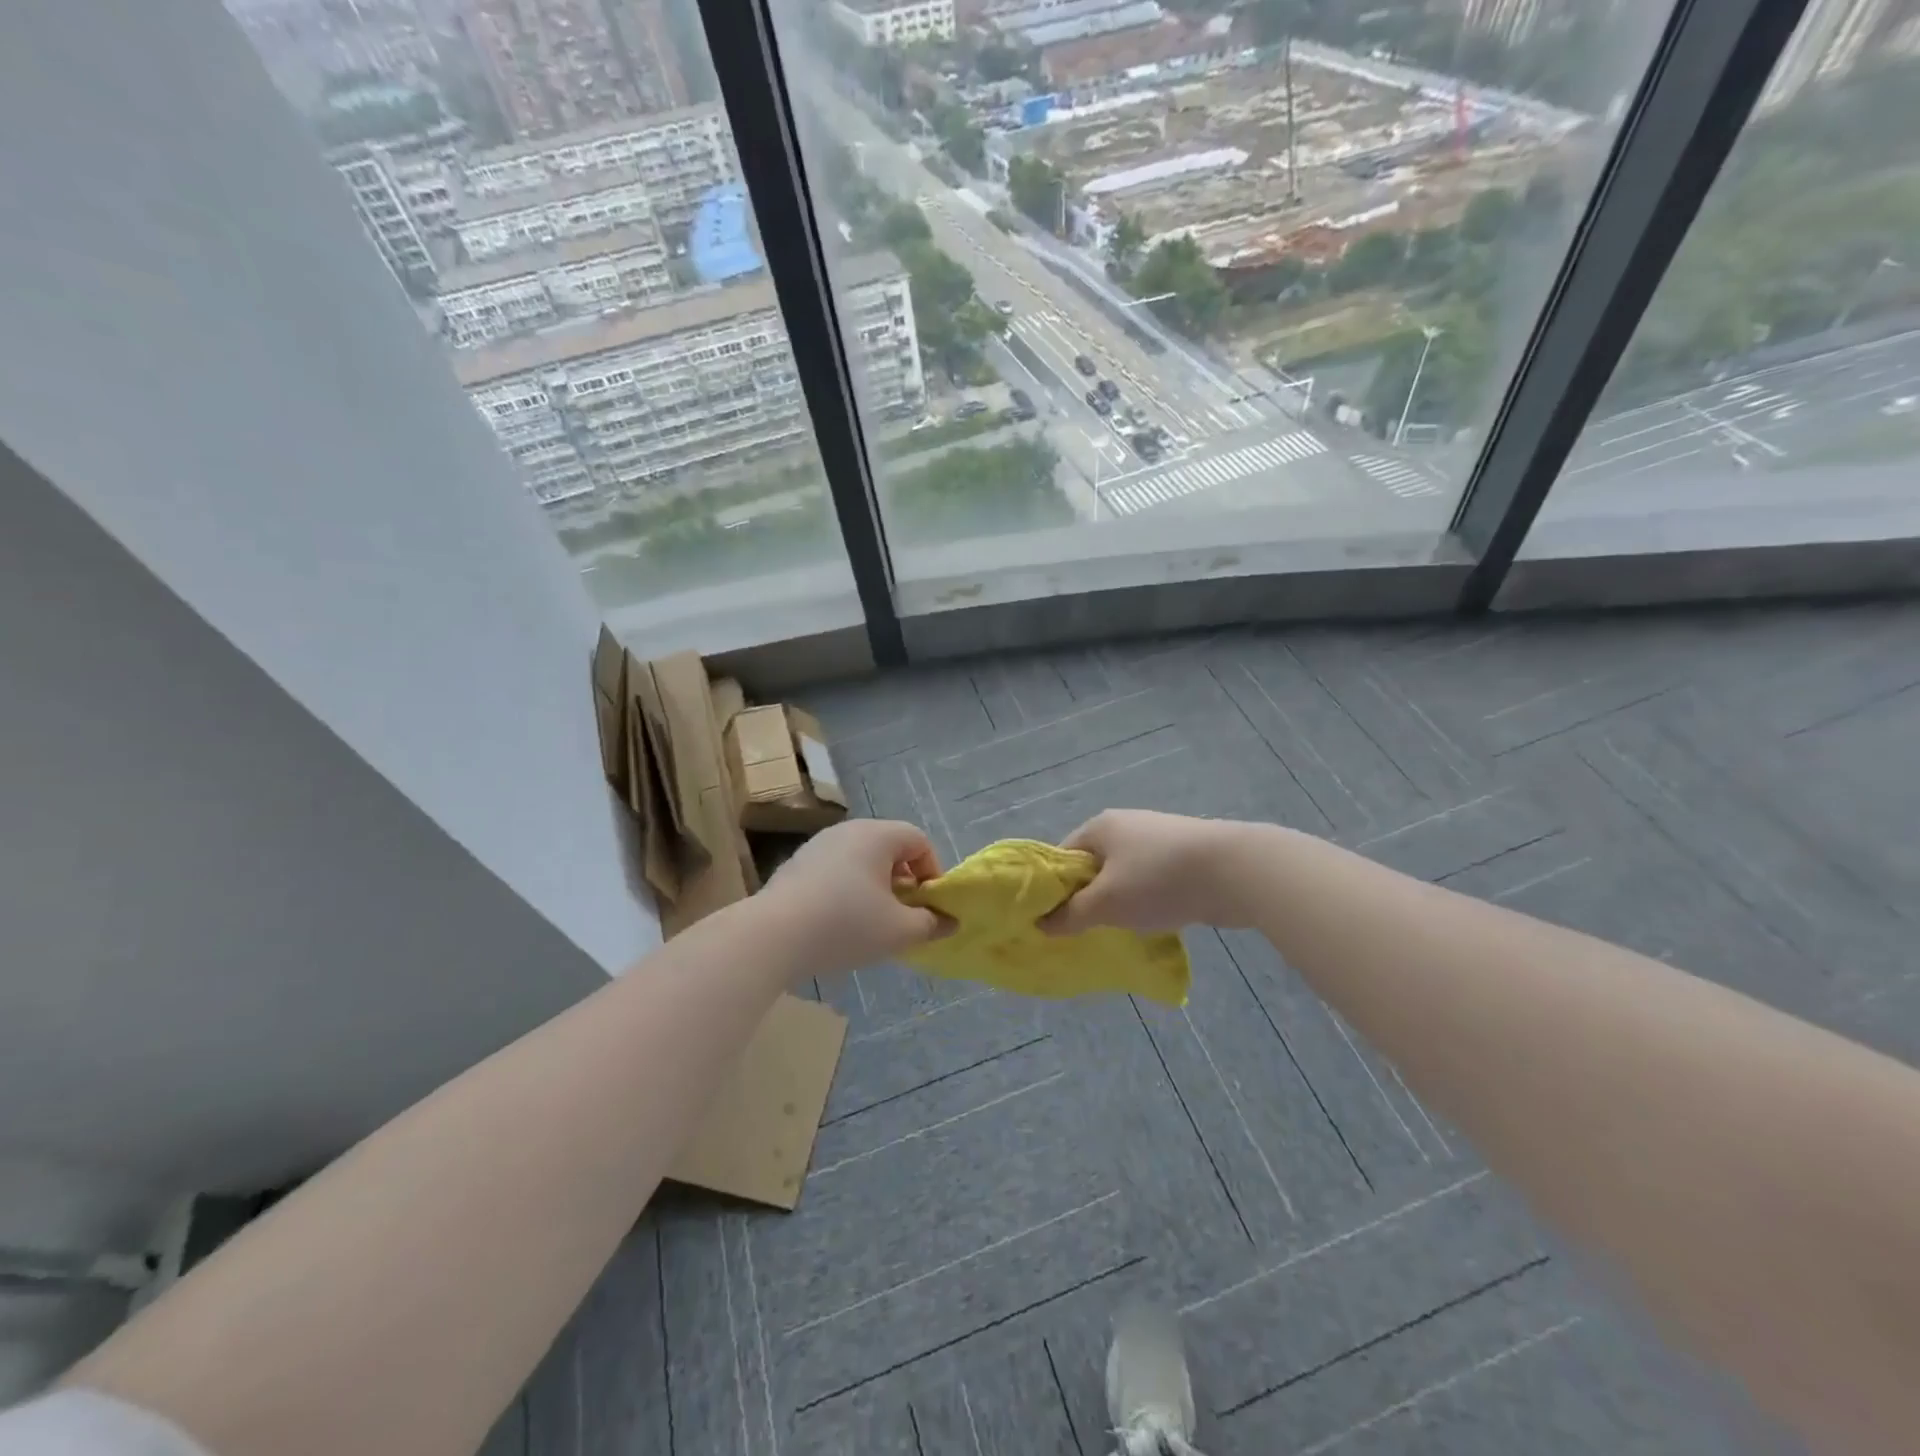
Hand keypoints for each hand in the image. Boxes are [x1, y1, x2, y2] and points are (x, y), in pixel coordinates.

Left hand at [758, 819, 948, 976]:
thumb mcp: (898, 931)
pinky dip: (846, 890)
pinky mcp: (795, 865)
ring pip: (860, 860)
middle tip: (902, 914)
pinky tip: (837, 923)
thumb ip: (930, 924)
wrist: (772, 936)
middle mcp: (847, 830)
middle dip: (903, 880)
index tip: (927, 905)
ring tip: (870, 922)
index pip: (918, 840)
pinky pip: (835, 870)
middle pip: (889, 847)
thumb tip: (949, 921)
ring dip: (874, 886)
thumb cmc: (845, 925)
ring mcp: (817, 845)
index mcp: (877, 835)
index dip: (932, 871)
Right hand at [1041, 810, 1252, 935]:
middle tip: (1084, 931)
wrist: (1234, 870)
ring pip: (1124, 875)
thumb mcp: (1106, 903)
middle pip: (1093, 865)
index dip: (1053, 888)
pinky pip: (1152, 880)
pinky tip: (1153, 922)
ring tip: (1118, 931)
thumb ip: (1071, 915)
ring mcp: (1157, 838)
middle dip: (1088, 898)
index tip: (1053, 920)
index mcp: (1100, 827)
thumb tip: (1042, 923)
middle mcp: (1126, 825)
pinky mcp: (1184, 855)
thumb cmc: (1158, 880)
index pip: (1062, 857)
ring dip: (1119, 901)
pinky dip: (1147, 900)